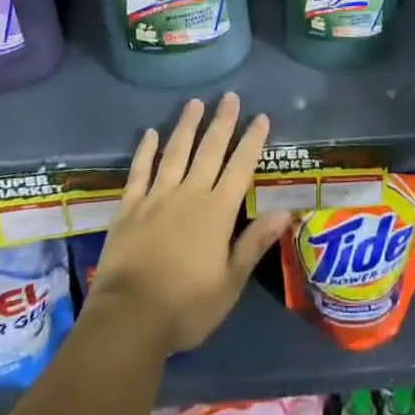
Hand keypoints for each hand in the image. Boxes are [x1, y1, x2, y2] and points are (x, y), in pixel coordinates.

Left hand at [84, 93, 292, 355]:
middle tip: (229, 96)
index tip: (260, 117)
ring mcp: (157, 197)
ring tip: (194, 102)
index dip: (252, 141)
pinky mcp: (130, 207)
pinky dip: (145, 151)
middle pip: (209, 150)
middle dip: (222, 122)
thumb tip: (285, 210)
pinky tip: (150, 133)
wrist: (129, 319)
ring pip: (175, 152)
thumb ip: (254, 243)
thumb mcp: (230, 283)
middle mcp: (190, 194)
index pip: (240, 167)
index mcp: (217, 212)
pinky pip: (139, 171)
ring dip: (187, 126)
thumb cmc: (186, 307)